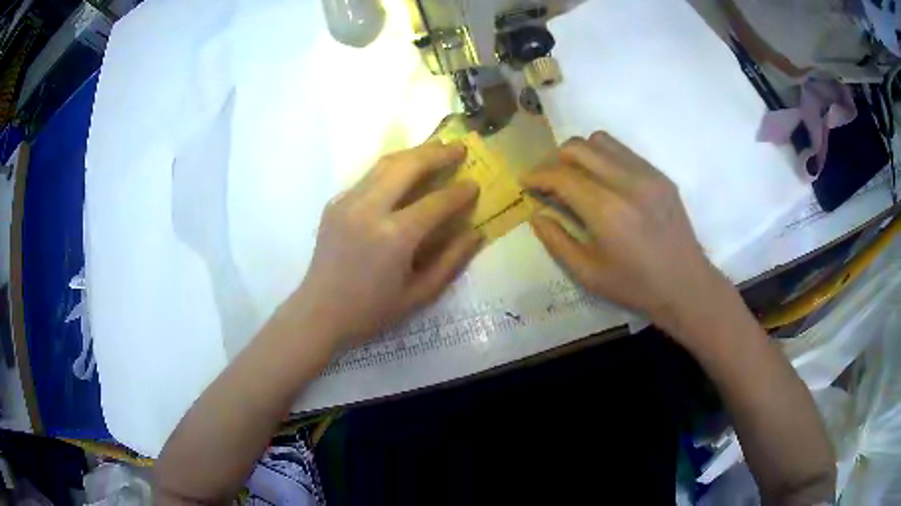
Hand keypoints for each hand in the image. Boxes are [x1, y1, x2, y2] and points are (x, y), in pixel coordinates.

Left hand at [292, 142, 482, 348]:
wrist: (318, 312)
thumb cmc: (371, 311)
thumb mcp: (419, 295)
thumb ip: (451, 261)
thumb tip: (476, 233)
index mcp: (394, 236)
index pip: (436, 202)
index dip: (460, 193)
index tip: (475, 185)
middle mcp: (369, 209)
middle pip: (408, 165)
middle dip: (438, 153)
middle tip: (459, 148)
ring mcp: (348, 202)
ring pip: (385, 163)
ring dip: (415, 153)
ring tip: (436, 149)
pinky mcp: (335, 203)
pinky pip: (368, 176)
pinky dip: (392, 168)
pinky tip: (404, 173)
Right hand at [521, 132, 728, 332]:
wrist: (686, 285)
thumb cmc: (635, 286)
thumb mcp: (587, 274)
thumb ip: (557, 241)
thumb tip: (537, 214)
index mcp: (607, 211)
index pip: (562, 175)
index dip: (537, 175)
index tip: (526, 182)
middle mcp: (627, 182)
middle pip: (578, 147)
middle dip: (554, 159)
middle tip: (549, 180)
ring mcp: (647, 174)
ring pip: (601, 140)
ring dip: (580, 153)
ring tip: (576, 176)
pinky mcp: (660, 175)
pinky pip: (623, 151)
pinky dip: (604, 157)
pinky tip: (604, 181)